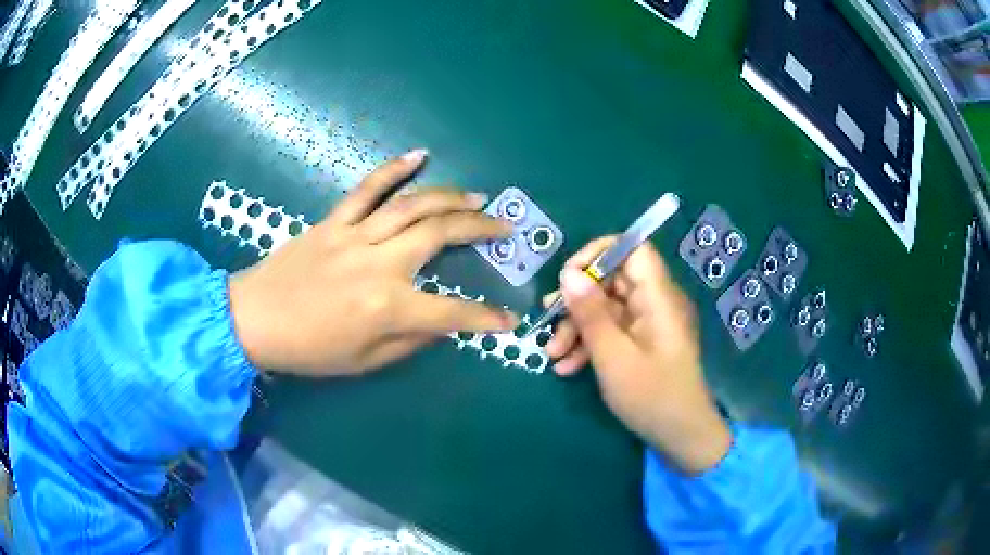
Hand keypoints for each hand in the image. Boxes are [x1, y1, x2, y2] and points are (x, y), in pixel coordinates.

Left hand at [228, 149, 518, 376]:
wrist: (254, 319)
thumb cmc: (309, 349)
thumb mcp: (365, 361)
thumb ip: (410, 341)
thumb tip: (443, 324)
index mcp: (387, 307)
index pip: (452, 312)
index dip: (486, 317)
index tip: (509, 319)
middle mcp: (379, 264)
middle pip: (440, 234)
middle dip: (481, 228)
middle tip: (503, 226)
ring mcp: (355, 236)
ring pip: (412, 205)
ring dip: (451, 197)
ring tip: (477, 197)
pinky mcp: (334, 221)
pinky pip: (367, 189)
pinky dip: (393, 169)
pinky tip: (419, 155)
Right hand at [545, 237, 731, 473]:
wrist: (681, 436)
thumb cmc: (651, 396)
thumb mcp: (613, 357)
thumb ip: (591, 313)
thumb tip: (568, 273)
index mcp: (658, 298)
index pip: (633, 249)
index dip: (599, 254)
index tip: (569, 276)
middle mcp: (655, 303)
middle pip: (613, 281)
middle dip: (578, 301)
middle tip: (548, 320)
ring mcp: (649, 324)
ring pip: (607, 309)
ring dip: (578, 328)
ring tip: (552, 355)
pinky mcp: (642, 343)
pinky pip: (613, 331)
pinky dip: (590, 344)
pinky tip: (567, 367)